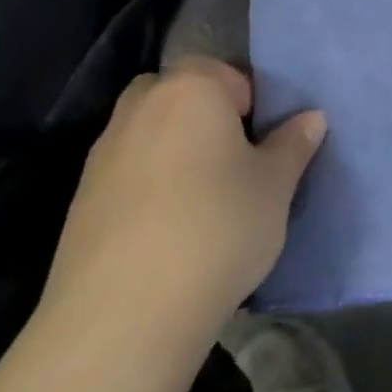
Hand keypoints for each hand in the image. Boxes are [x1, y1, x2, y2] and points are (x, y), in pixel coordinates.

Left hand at [38, 57, 325, 345]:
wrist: (124, 317)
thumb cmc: (217, 229)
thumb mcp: (275, 187)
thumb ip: (293, 145)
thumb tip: (312, 118)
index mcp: (192, 89)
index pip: (225, 73)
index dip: (249, 104)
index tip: (261, 145)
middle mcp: (141, 107)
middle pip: (179, 94)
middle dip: (203, 118)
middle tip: (231, 164)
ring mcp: (103, 153)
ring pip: (149, 134)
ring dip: (172, 153)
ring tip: (199, 204)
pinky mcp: (80, 200)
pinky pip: (125, 175)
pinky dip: (145, 189)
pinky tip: (164, 234)